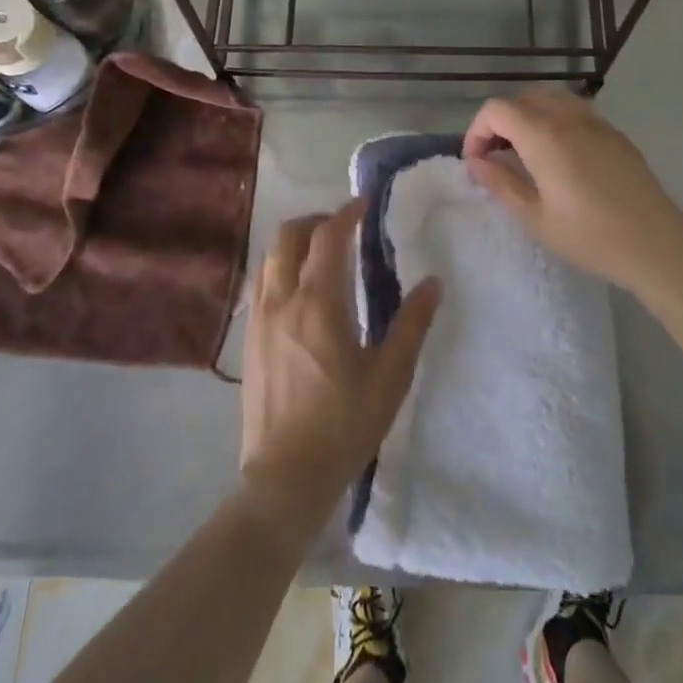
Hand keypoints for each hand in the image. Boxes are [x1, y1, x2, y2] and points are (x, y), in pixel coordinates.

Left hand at [238, 201, 440, 532]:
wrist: (285, 477)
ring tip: (322, 254)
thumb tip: (433, 282)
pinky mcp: (249, 339)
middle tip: (343, 227)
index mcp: (318, 304)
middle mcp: (282, 300)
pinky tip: (299, 290)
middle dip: (316, 221)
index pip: (327, 238)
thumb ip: (411, 324)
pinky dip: (280, 267)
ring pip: (269, 257)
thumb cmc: (344, 425)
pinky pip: (261, 283)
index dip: (346, 214)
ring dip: (294, 242)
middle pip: (288, 236)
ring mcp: (259, 319)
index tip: (364, 206)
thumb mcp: (390, 376)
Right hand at [463, 87, 682, 295]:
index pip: (496, 109)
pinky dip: (554, 120)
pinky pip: (575, 110)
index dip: (477, 130)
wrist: (657, 246)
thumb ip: (500, 183)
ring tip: (524, 151)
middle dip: (500, 121)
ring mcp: (597, 122)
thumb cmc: (590, 237)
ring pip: (550, 98)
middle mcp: (569, 117)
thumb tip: (476, 162)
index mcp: (544, 136)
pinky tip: (558, 155)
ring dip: (527, 116)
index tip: (477, 161)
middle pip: (522, 98)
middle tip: (496, 156)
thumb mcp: (535, 218)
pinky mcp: (615, 133)